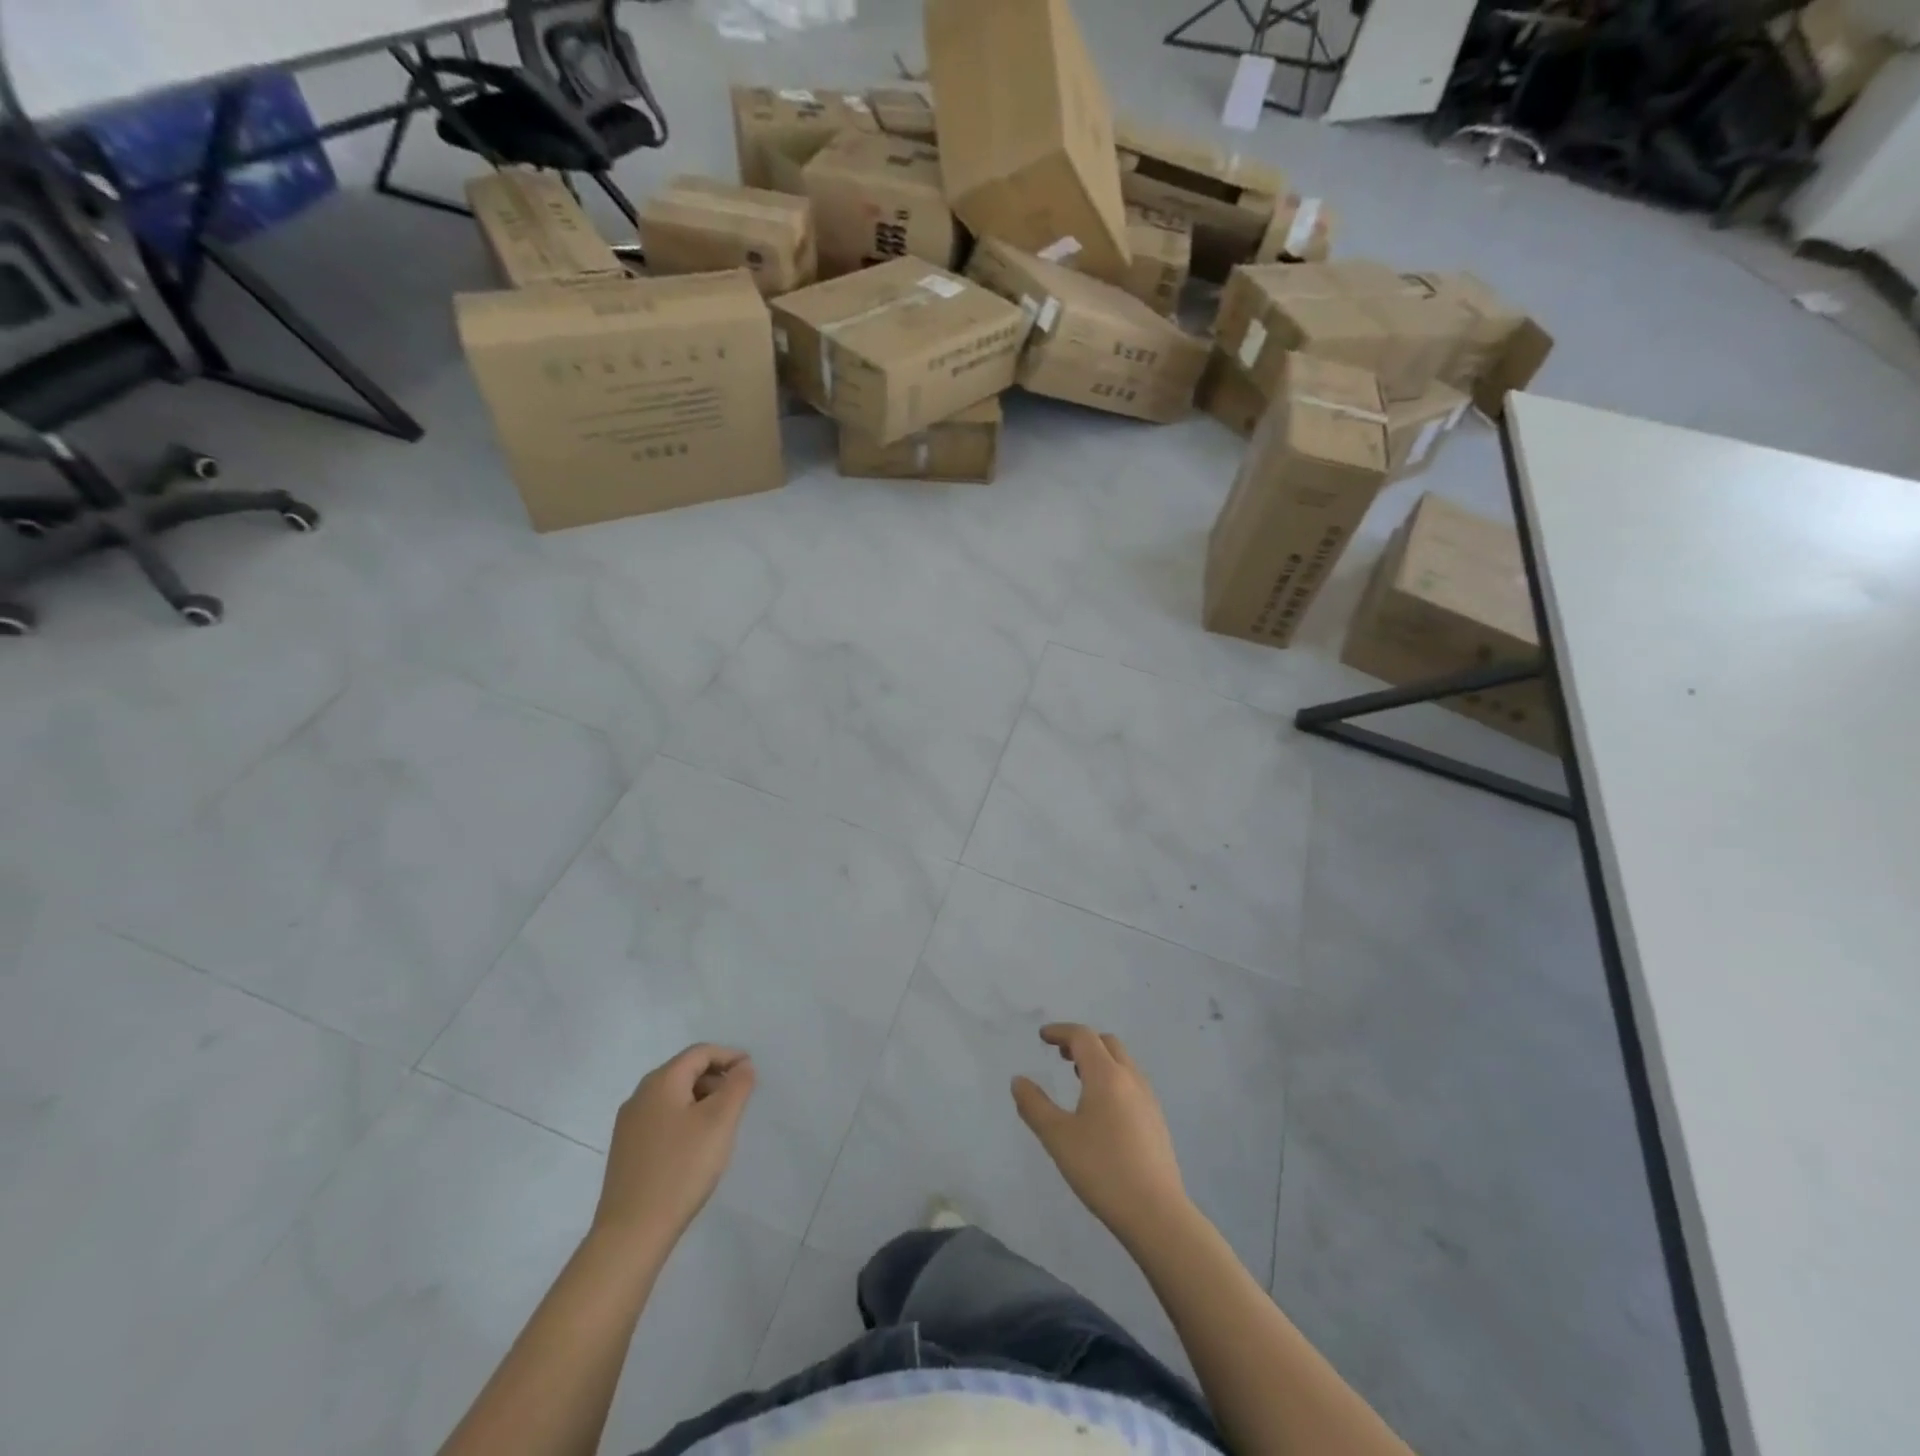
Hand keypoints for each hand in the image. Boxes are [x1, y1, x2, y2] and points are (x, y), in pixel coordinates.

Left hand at [593, 1045, 755, 1250]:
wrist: (631, 1233)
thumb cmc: (681, 1168)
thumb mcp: (720, 1121)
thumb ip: (737, 1086)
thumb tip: (742, 1066)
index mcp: (661, 1082)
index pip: (700, 1053)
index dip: (728, 1056)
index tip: (751, 1071)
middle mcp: (639, 1096)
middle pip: (684, 1072)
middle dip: (715, 1078)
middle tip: (739, 1099)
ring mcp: (628, 1125)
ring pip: (672, 1097)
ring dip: (701, 1100)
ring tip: (721, 1125)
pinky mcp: (625, 1151)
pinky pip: (661, 1119)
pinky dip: (684, 1119)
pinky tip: (695, 1146)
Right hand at [1012, 1024, 1188, 1245]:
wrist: (1156, 1213)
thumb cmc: (1102, 1169)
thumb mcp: (1058, 1137)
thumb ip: (1034, 1105)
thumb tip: (1018, 1081)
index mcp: (1106, 1075)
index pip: (1083, 1036)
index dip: (1061, 1032)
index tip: (1043, 1037)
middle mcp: (1130, 1078)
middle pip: (1107, 1043)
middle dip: (1082, 1042)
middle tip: (1061, 1056)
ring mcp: (1148, 1099)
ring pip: (1122, 1063)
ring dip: (1099, 1060)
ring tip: (1079, 1079)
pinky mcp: (1157, 1121)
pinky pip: (1132, 1083)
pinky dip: (1113, 1079)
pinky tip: (1102, 1109)